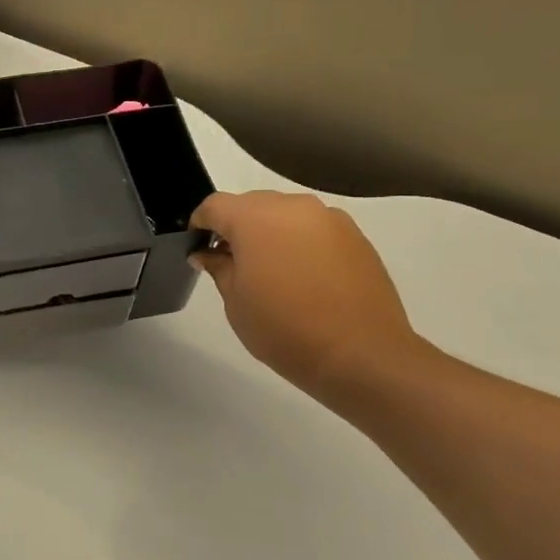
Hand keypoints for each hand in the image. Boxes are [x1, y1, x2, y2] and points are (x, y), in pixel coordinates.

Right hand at [191, 191, 427, 407]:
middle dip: (237, 228)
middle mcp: (293, 207)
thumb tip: (207, 253)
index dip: (200, 225)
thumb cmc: (284, 329)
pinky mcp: (356, 236)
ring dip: (271, 234)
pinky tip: (304, 279)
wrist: (361, 354)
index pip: (215, 206)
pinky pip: (315, 229)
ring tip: (272, 273)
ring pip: (286, 215)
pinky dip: (301, 244)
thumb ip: (218, 267)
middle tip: (233, 264)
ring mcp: (329, 219)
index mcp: (255, 218)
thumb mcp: (236, 302)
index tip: (198, 249)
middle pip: (252, 205)